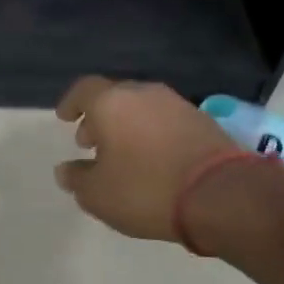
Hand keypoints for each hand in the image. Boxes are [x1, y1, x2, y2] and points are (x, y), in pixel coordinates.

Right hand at [54, 77, 236, 241]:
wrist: (219, 193)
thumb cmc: (146, 188)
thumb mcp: (98, 194)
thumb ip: (77, 179)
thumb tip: (65, 170)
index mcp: (111, 102)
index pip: (83, 89)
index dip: (71, 103)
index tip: (64, 118)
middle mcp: (143, 93)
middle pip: (114, 97)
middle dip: (99, 117)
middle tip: (89, 141)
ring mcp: (176, 104)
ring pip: (141, 107)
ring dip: (126, 126)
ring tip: (121, 153)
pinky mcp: (202, 120)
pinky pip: (164, 120)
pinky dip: (151, 133)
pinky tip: (152, 159)